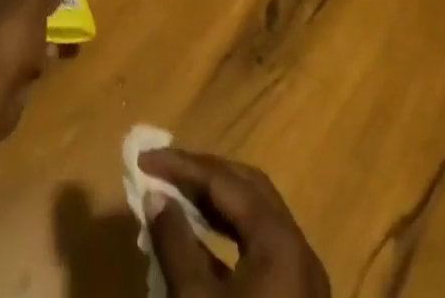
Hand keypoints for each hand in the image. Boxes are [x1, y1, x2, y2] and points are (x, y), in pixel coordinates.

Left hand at [0, 0, 59, 137]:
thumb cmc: (10, 32)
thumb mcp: (36, 3)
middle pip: (6, 2)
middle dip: (30, 8)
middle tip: (52, 9)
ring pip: (13, 31)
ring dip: (34, 35)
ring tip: (56, 37)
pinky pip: (15, 57)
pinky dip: (30, 59)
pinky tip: (47, 62)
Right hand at [140, 149, 328, 297]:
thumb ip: (173, 240)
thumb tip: (157, 197)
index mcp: (279, 241)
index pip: (224, 180)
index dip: (180, 165)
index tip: (142, 160)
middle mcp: (298, 251)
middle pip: (247, 189)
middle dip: (203, 174)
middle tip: (163, 171)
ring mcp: (302, 283)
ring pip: (256, 218)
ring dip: (215, 202)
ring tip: (175, 198)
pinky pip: (260, 249)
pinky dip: (228, 234)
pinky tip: (198, 243)